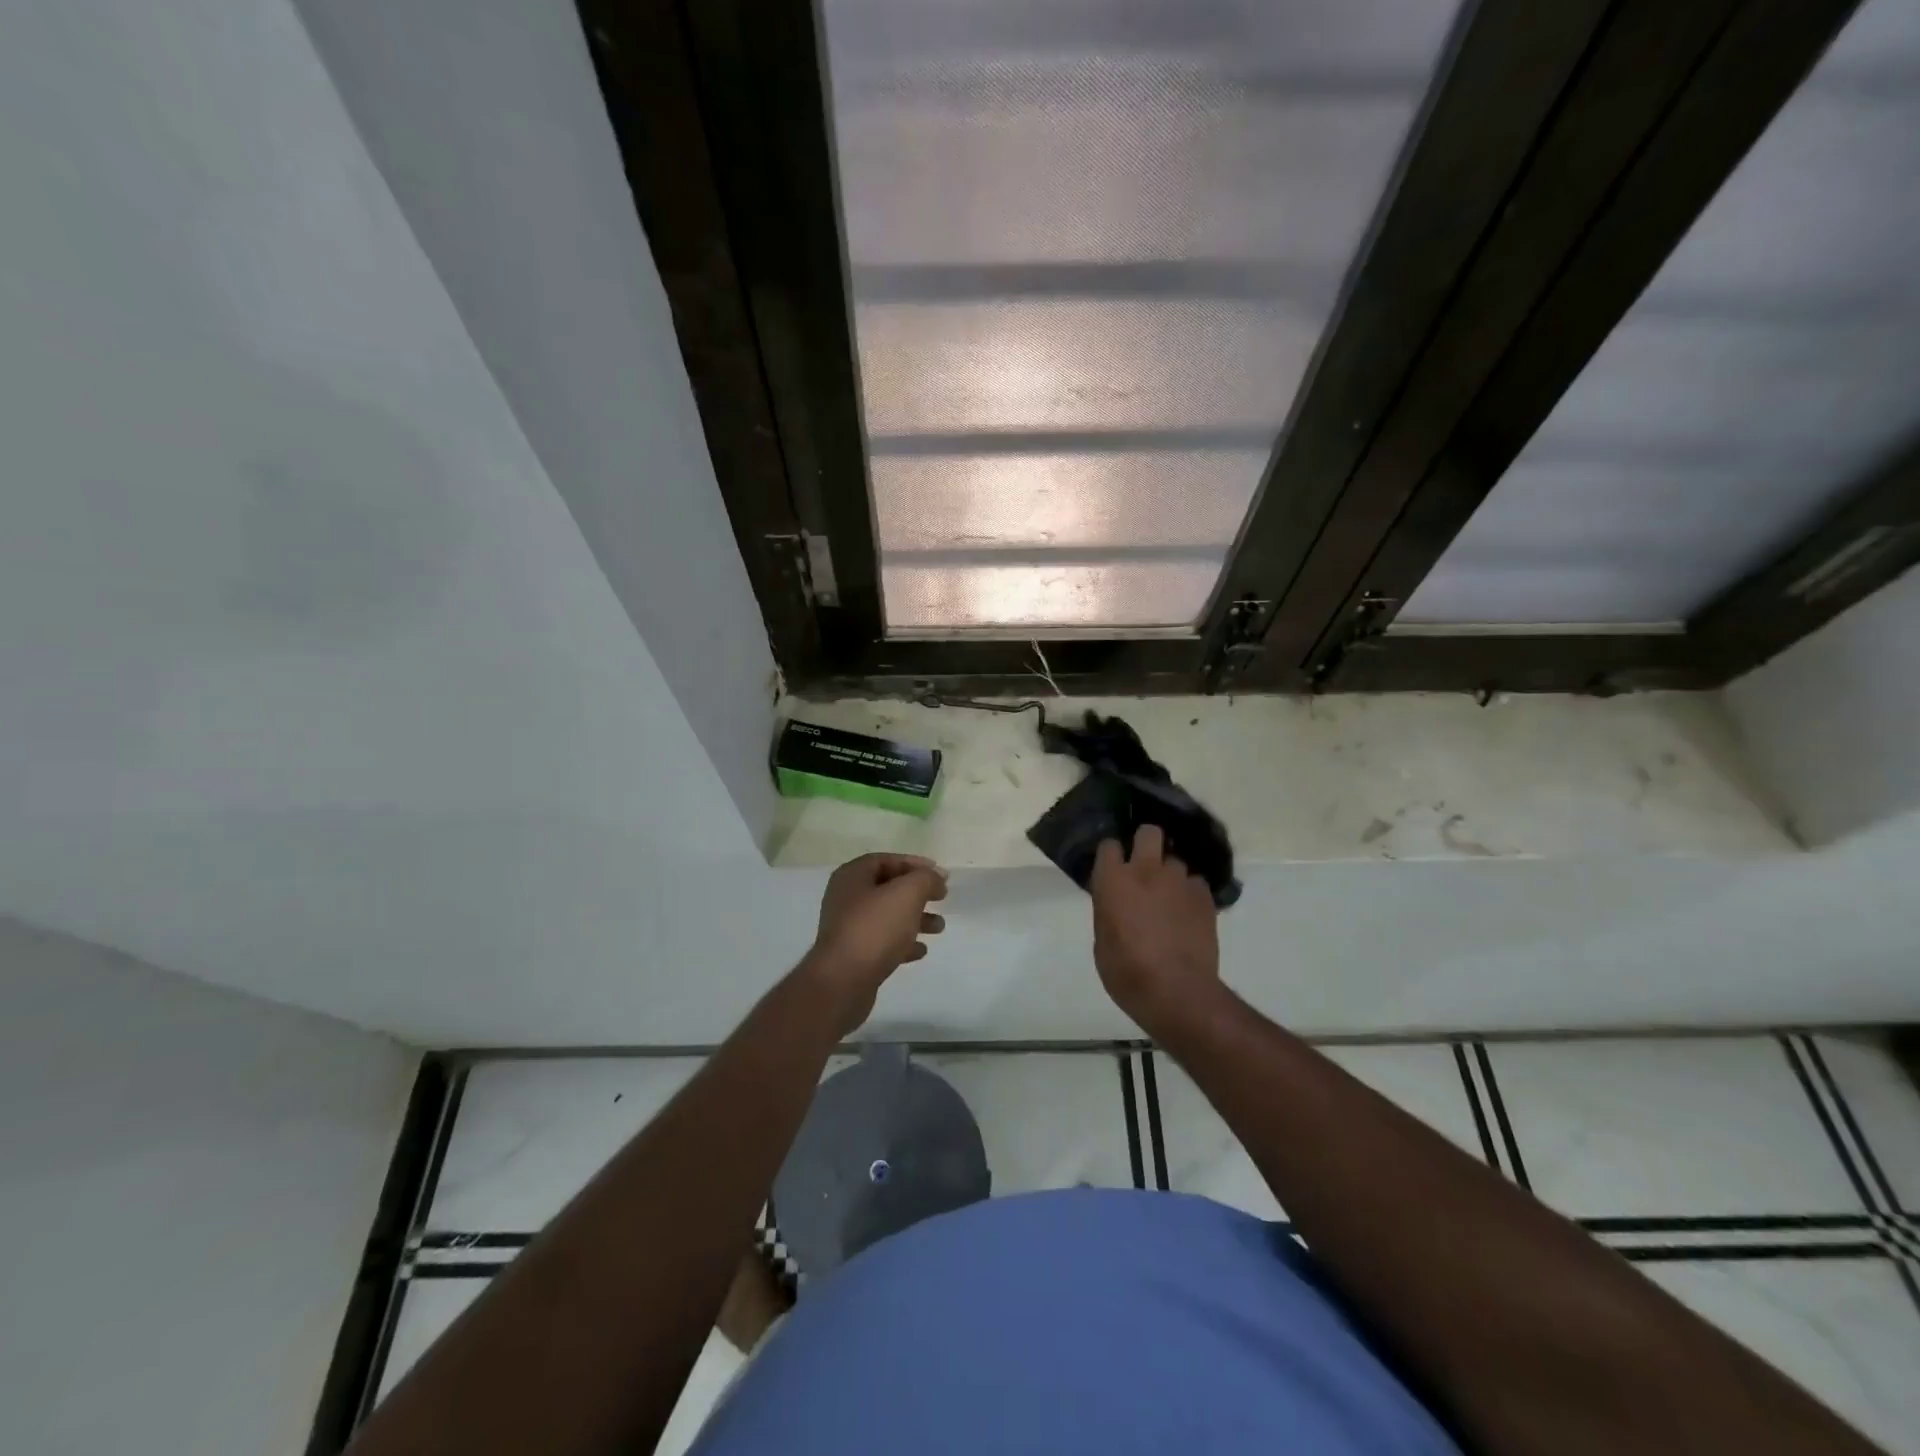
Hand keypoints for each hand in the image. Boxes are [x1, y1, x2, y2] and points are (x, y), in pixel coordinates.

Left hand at [803, 853, 947, 1031]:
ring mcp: (848, 928)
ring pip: (887, 916)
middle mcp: (846, 898)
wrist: (843, 982)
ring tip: (939, 927)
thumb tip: (936, 877)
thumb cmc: (874, 928)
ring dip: (915, 919)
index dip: (914, 864)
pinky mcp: (853, 955)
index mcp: (852, 877)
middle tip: (941, 898)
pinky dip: (903, 943)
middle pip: (887, 888)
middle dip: (917, 893)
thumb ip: (925, 879)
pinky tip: (921, 951)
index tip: (939, 874)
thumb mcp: (907, 893)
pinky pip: (882, 942)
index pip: (885, 860)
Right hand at [1091, 825, 1219, 1035]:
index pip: (1109, 845)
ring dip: (1170, 875)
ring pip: (1176, 861)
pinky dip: (1190, 894)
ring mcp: (1179, 881)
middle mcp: (1146, 870)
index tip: (1113, 868)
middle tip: (1145, 868)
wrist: (1176, 992)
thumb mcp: (1102, 941)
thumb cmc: (1126, 972)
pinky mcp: (1204, 896)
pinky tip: (1188, 914)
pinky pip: (1196, 883)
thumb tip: (1116, 902)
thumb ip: (1108, 910)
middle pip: (1149, 832)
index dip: (1112, 856)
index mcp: (1113, 880)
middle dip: (1147, 844)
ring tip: (1170, 899)